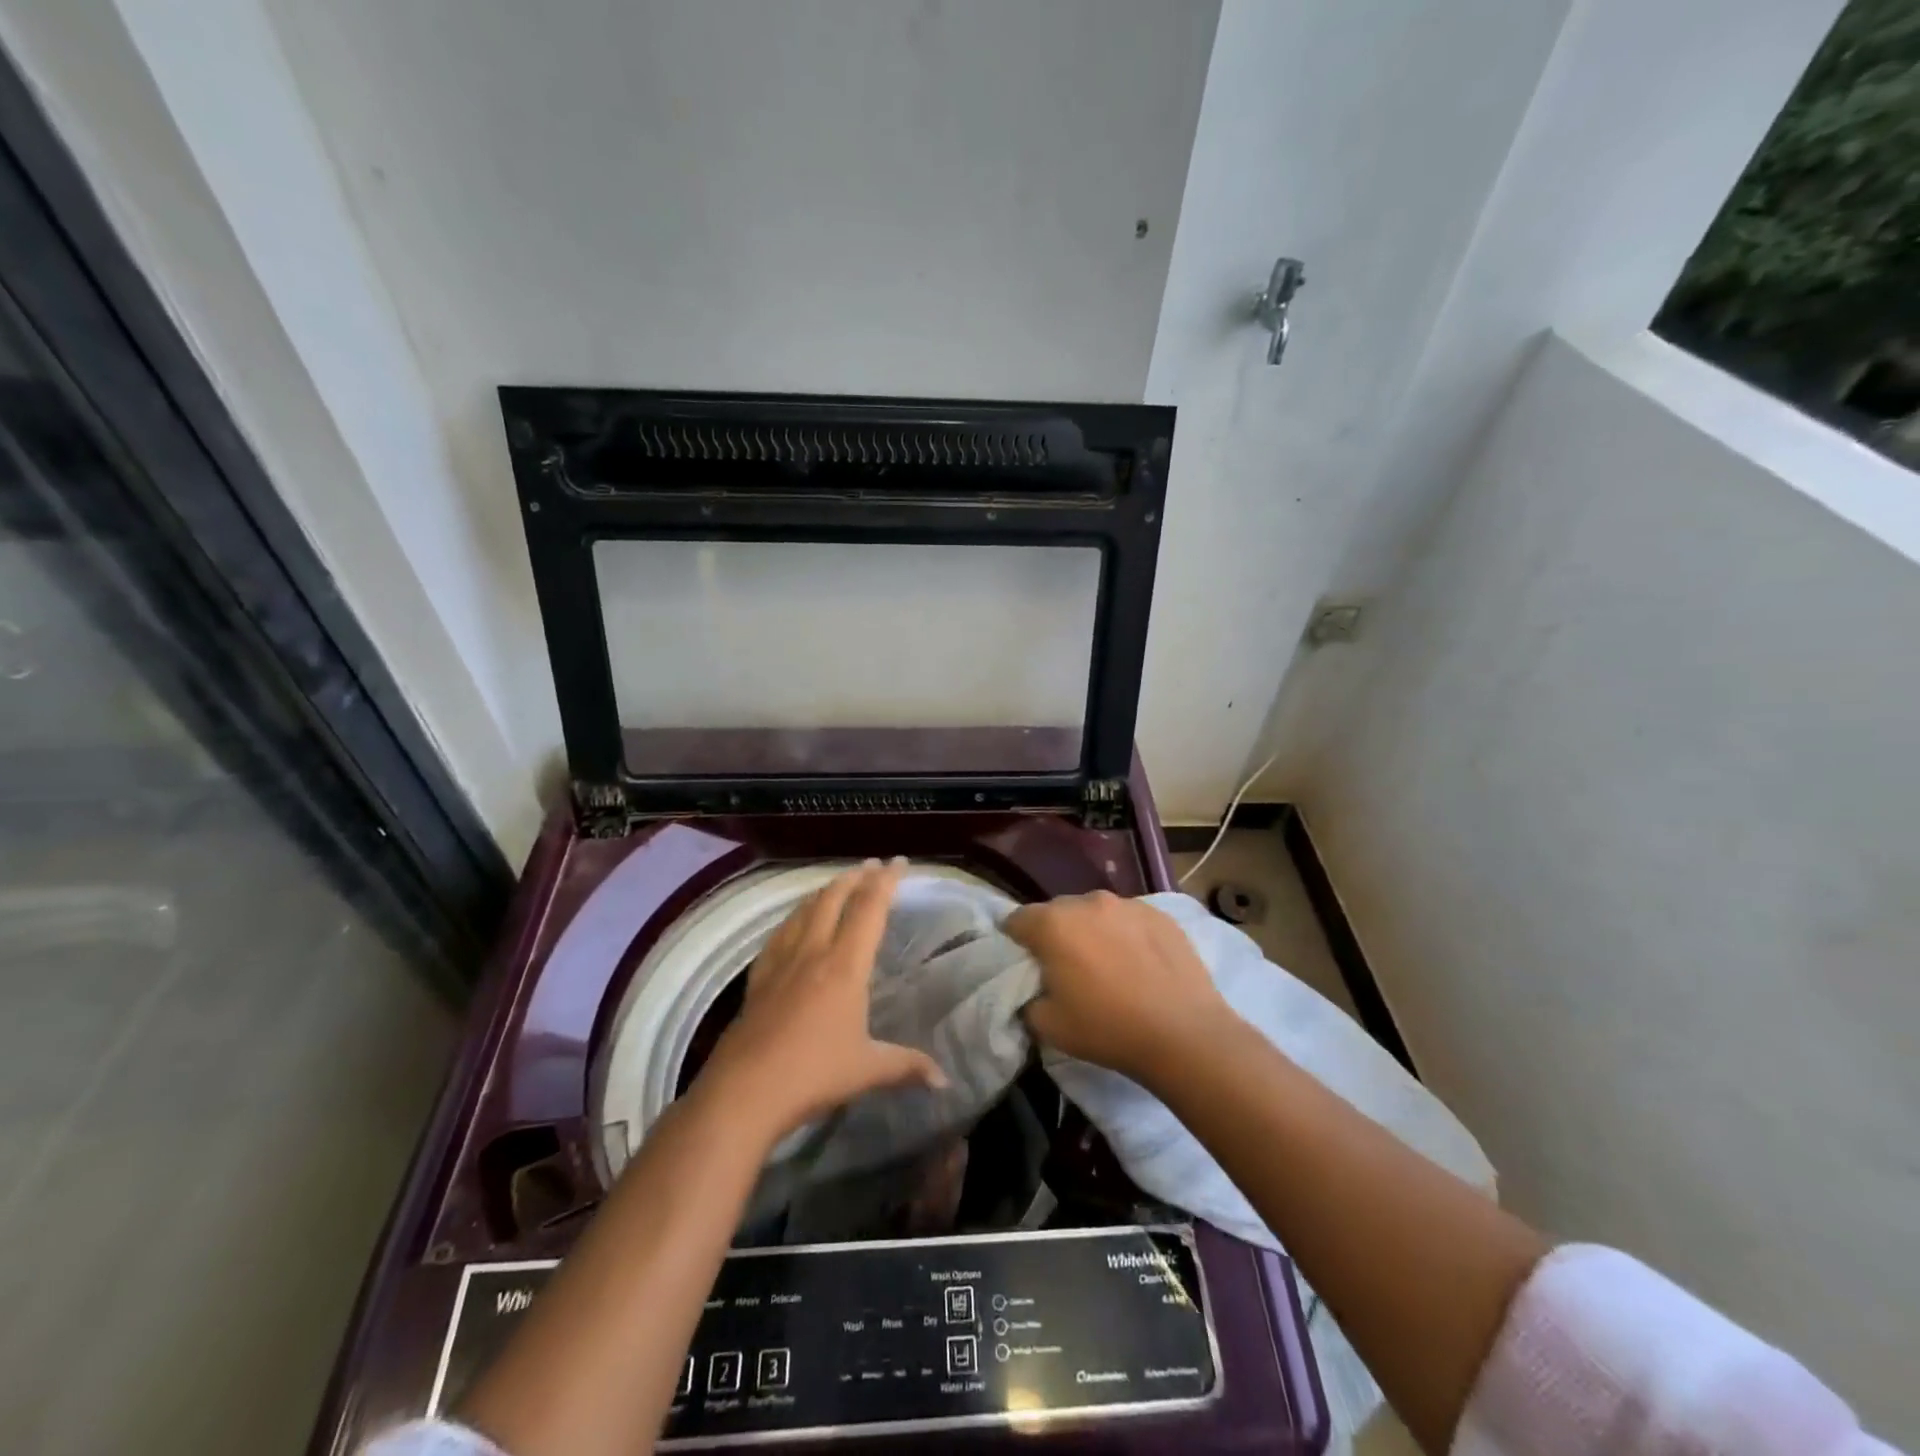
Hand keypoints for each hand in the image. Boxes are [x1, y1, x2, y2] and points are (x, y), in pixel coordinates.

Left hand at [698, 859, 945, 1142]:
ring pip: (804, 910)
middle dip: (855, 877)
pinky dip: (795, 917)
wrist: (744, 1090)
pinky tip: (794, 923)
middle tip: (871, 866)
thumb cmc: (813, 1074)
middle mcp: (813, 952)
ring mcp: (781, 962)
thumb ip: (907, 1066)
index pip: (869, 909)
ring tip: (837, 885)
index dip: (886, 881)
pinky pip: (779, 933)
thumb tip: (945, 1080)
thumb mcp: (868, 1070)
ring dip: (824, 891)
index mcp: (844, 966)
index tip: (898, 862)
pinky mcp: (758, 977)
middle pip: (833, 898)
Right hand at [1006, 891, 1236, 1089]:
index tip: (1025, 965)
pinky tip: (1138, 965)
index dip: (1015, 942)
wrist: (1185, 1035)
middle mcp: (1087, 902)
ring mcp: (1127, 904)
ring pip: (1095, 912)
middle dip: (1054, 934)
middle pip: (1056, 912)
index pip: (1017, 920)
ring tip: (1107, 965)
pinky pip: (1128, 919)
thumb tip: (1032, 989)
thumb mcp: (1047, 1026)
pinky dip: (1124, 935)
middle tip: (1065, 968)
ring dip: (1091, 931)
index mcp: (1054, 924)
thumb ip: (1026, 999)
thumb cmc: (1108, 1029)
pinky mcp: (1160, 914)